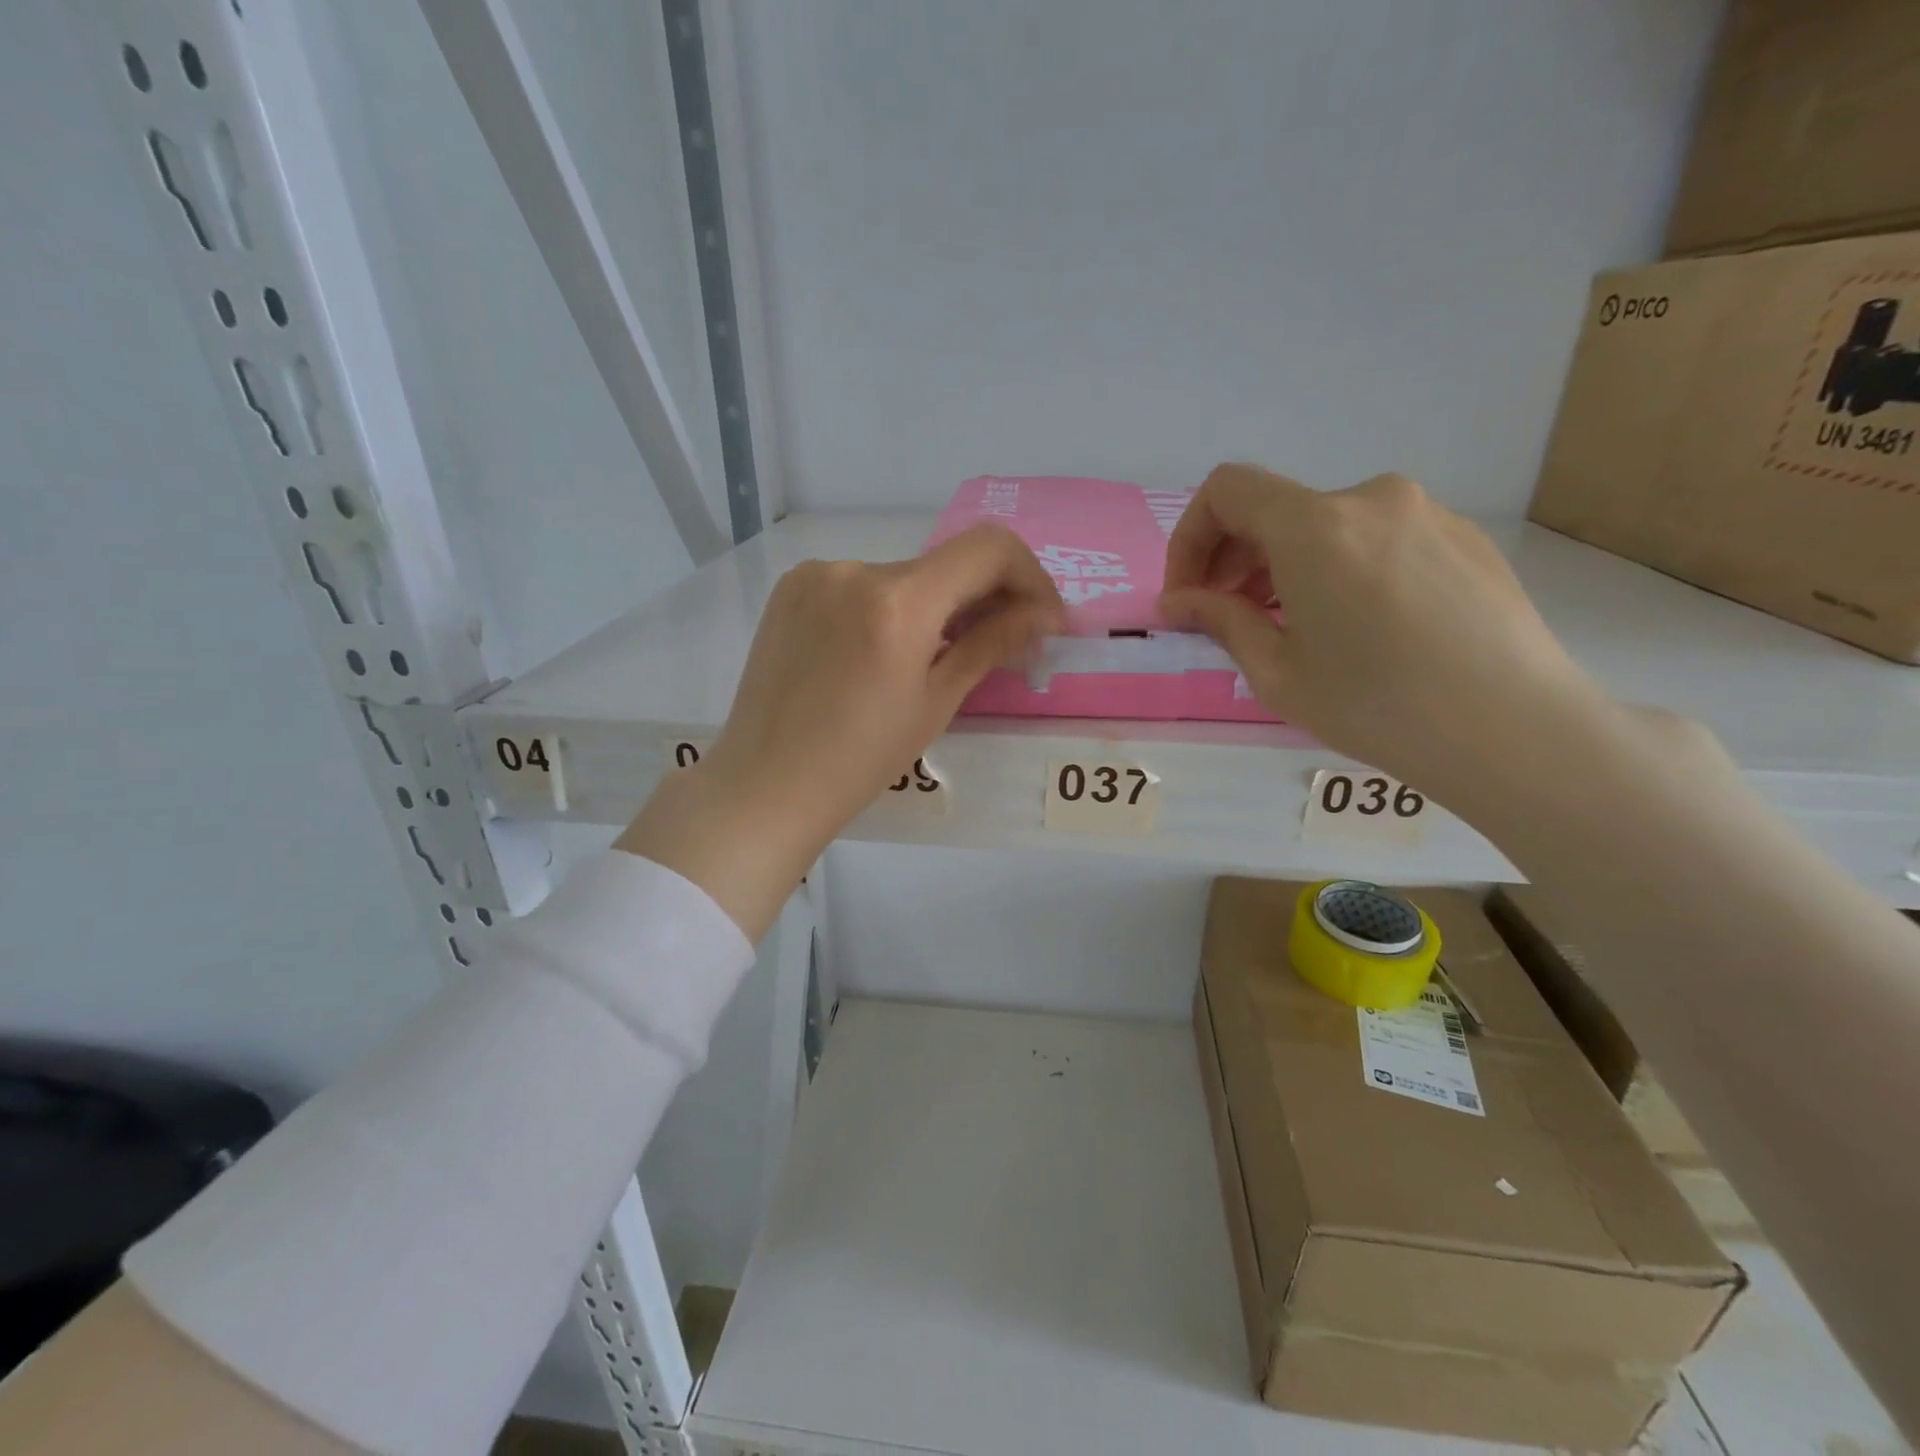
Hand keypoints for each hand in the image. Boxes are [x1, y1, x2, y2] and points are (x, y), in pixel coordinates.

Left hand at [618, 524, 1063, 937]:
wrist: (766, 784)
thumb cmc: (860, 760)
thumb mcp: (936, 702)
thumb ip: (990, 644)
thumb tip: (1043, 615)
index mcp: (897, 602)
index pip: (988, 549)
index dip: (1029, 576)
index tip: (1042, 618)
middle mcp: (854, 569)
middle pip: (944, 565)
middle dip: (983, 598)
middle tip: (1003, 643)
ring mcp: (815, 574)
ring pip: (902, 577)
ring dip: (933, 606)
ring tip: (931, 658)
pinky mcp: (791, 588)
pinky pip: (860, 586)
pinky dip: (887, 608)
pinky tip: (880, 653)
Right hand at [1160, 464, 1606, 812]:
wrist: (1514, 730)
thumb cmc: (1376, 706)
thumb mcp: (1276, 672)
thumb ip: (1220, 621)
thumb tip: (1176, 602)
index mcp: (1315, 526)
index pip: (1226, 490)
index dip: (1190, 538)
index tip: (1189, 595)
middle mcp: (1370, 499)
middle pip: (1275, 507)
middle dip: (1235, 559)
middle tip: (1229, 618)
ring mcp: (1425, 513)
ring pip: (1326, 526)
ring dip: (1287, 566)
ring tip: (1292, 627)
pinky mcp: (1463, 537)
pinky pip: (1376, 538)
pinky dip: (1341, 568)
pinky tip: (1357, 627)